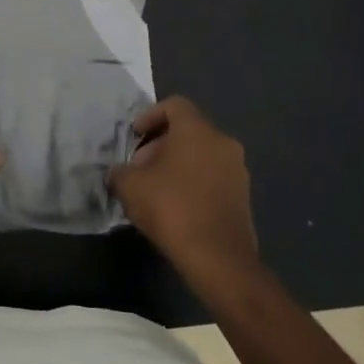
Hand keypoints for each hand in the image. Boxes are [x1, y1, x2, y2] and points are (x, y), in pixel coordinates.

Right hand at [109, 97, 257, 281]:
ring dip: (177, 164)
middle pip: (188, 130)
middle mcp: (222, 142)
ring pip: (202, 154)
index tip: (134, 136)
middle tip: (140, 167)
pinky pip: (213, 176)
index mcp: (197, 130)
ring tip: (156, 189)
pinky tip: (176, 206)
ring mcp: (238, 169)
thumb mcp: (130, 187)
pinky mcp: (244, 195)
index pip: (174, 105)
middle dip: (160, 144)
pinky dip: (194, 181)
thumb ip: (120, 172)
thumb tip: (119, 173)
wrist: (218, 258)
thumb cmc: (172, 208)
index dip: (150, 116)